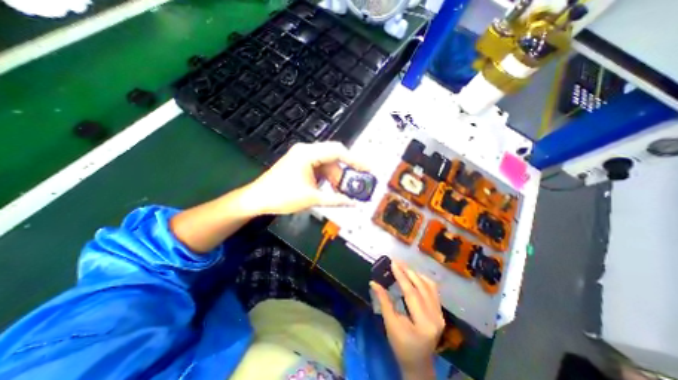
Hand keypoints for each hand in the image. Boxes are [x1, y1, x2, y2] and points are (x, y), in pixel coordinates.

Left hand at [244, 141, 367, 214]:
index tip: (367, 169)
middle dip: (344, 172)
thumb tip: (354, 204)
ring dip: (335, 177)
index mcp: (308, 154)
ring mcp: (303, 157)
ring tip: (341, 192)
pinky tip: (330, 189)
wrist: (258, 199)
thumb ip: (336, 200)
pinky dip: (327, 178)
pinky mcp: (301, 164)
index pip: (338, 151)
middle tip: (353, 186)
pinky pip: (320, 168)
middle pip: (333, 157)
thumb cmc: (281, 196)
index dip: (355, 160)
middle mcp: (306, 151)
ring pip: (327, 164)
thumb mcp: (312, 199)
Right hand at [370, 261, 446, 379]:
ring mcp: (440, 314)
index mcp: (424, 323)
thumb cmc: (401, 347)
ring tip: (403, 266)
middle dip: (408, 271)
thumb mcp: (390, 324)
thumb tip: (373, 282)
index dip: (401, 276)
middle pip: (421, 287)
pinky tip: (414, 275)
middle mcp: (436, 317)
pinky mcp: (440, 312)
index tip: (393, 263)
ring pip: (429, 286)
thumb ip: (383, 301)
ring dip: (415, 274)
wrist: (418, 364)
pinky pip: (433, 290)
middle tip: (396, 261)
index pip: (411, 293)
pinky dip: (422, 280)